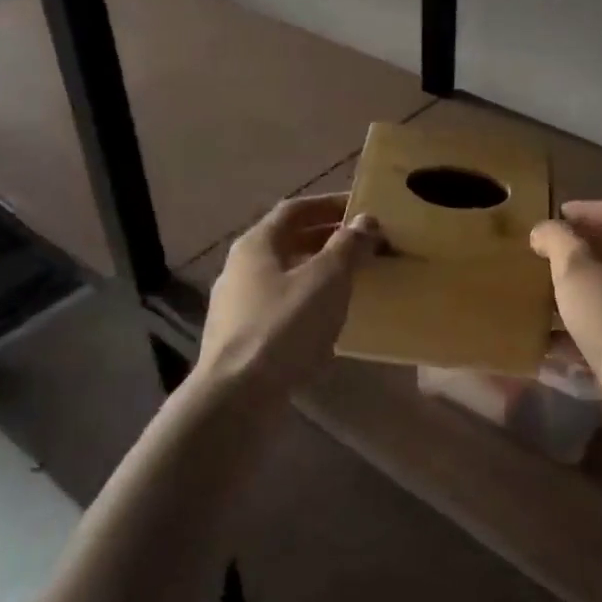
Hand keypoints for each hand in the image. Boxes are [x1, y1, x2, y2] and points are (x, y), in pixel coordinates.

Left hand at [198, 194, 379, 396]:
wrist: (236, 397)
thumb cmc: (284, 326)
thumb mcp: (327, 279)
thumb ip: (348, 246)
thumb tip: (365, 220)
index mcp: (256, 244)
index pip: (295, 209)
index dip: (329, 204)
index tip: (361, 208)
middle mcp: (240, 268)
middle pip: (288, 242)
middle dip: (327, 238)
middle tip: (364, 244)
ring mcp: (236, 305)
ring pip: (284, 275)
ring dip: (318, 271)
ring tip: (352, 279)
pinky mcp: (239, 338)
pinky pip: (280, 306)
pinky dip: (307, 301)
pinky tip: (328, 318)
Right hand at [530, 199, 601, 461]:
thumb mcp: (576, 267)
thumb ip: (557, 240)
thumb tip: (543, 230)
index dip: (589, 210)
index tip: (557, 217)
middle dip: (575, 254)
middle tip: (540, 254)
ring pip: (601, 296)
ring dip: (568, 294)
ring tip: (532, 294)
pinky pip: (594, 334)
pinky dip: (568, 334)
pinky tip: (538, 340)